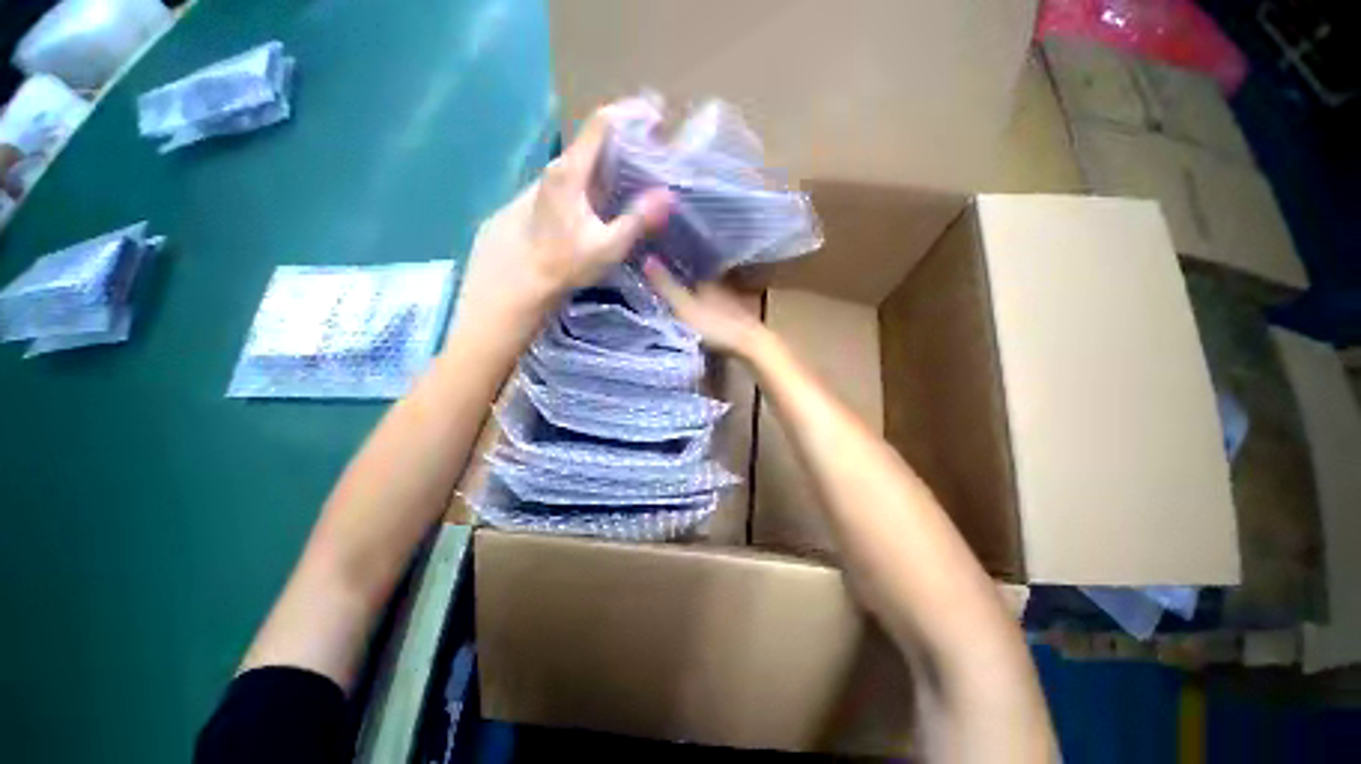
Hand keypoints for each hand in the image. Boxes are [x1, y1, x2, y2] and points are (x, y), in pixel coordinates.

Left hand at [452, 109, 671, 343]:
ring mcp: (555, 180)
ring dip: (619, 155)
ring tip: (648, 165)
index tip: (658, 117)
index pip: (602, 123)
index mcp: (571, 171)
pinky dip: (607, 172)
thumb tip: (667, 195)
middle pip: (597, 136)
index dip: (631, 114)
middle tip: (660, 145)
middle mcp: (560, 167)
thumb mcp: (608, 246)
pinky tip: (623, 188)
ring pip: (591, 155)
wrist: (526, 278)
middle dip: (630, 135)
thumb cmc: (565, 262)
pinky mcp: (556, 193)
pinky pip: (585, 171)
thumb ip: (636, 219)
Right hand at [643, 256, 769, 358]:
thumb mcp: (684, 306)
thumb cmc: (715, 325)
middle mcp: (718, 287)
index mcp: (705, 280)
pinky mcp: (736, 318)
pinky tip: (700, 320)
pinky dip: (705, 311)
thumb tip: (646, 258)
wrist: (751, 344)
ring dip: (694, 299)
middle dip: (682, 285)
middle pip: (696, 283)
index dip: (670, 271)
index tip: (654, 274)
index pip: (684, 270)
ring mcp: (729, 303)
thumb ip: (666, 286)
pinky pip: (714, 310)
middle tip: (662, 290)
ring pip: (706, 297)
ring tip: (677, 305)